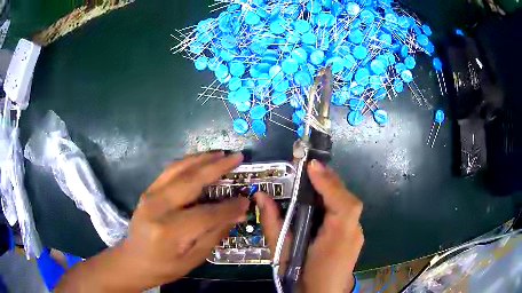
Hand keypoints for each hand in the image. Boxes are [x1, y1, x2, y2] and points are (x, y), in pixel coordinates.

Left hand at [56, 152, 248, 291]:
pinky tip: (199, 160)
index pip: (207, 214)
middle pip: (191, 181)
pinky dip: (186, 162)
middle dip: (217, 167)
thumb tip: (238, 213)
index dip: (229, 207)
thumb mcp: (194, 258)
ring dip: (202, 159)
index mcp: (170, 231)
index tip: (246, 199)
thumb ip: (215, 233)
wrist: (134, 260)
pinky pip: (169, 171)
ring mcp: (150, 195)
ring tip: (221, 154)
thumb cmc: (165, 266)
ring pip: (179, 169)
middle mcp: (158, 207)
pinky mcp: (148, 191)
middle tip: (237, 157)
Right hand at [256, 160, 363, 292]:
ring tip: (312, 179)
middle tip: (309, 168)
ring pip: (347, 204)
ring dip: (331, 190)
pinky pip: (346, 213)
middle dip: (328, 181)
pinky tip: (320, 201)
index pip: (343, 203)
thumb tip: (260, 195)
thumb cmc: (301, 276)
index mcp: (338, 237)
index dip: (329, 182)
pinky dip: (334, 202)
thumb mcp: (283, 252)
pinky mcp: (354, 237)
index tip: (311, 164)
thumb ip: (273, 222)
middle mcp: (353, 232)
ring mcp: (357, 234)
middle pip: (347, 200)